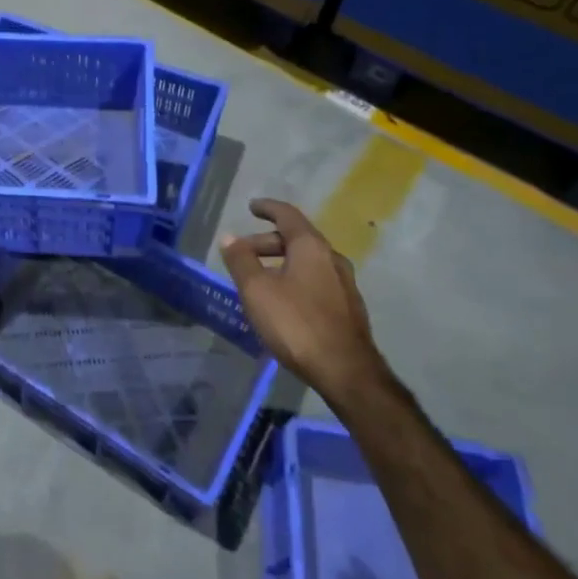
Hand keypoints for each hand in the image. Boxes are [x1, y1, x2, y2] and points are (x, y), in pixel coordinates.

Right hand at [219, 198, 386, 404]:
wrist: (346, 371)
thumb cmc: (296, 323)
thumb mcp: (257, 290)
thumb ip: (241, 261)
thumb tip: (229, 237)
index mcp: (311, 247)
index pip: (287, 215)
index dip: (268, 208)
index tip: (252, 207)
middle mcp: (332, 258)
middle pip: (296, 239)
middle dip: (267, 242)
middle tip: (242, 254)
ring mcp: (344, 283)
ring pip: (307, 261)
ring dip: (281, 263)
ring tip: (259, 280)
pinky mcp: (348, 307)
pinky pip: (316, 280)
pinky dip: (295, 279)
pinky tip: (282, 301)